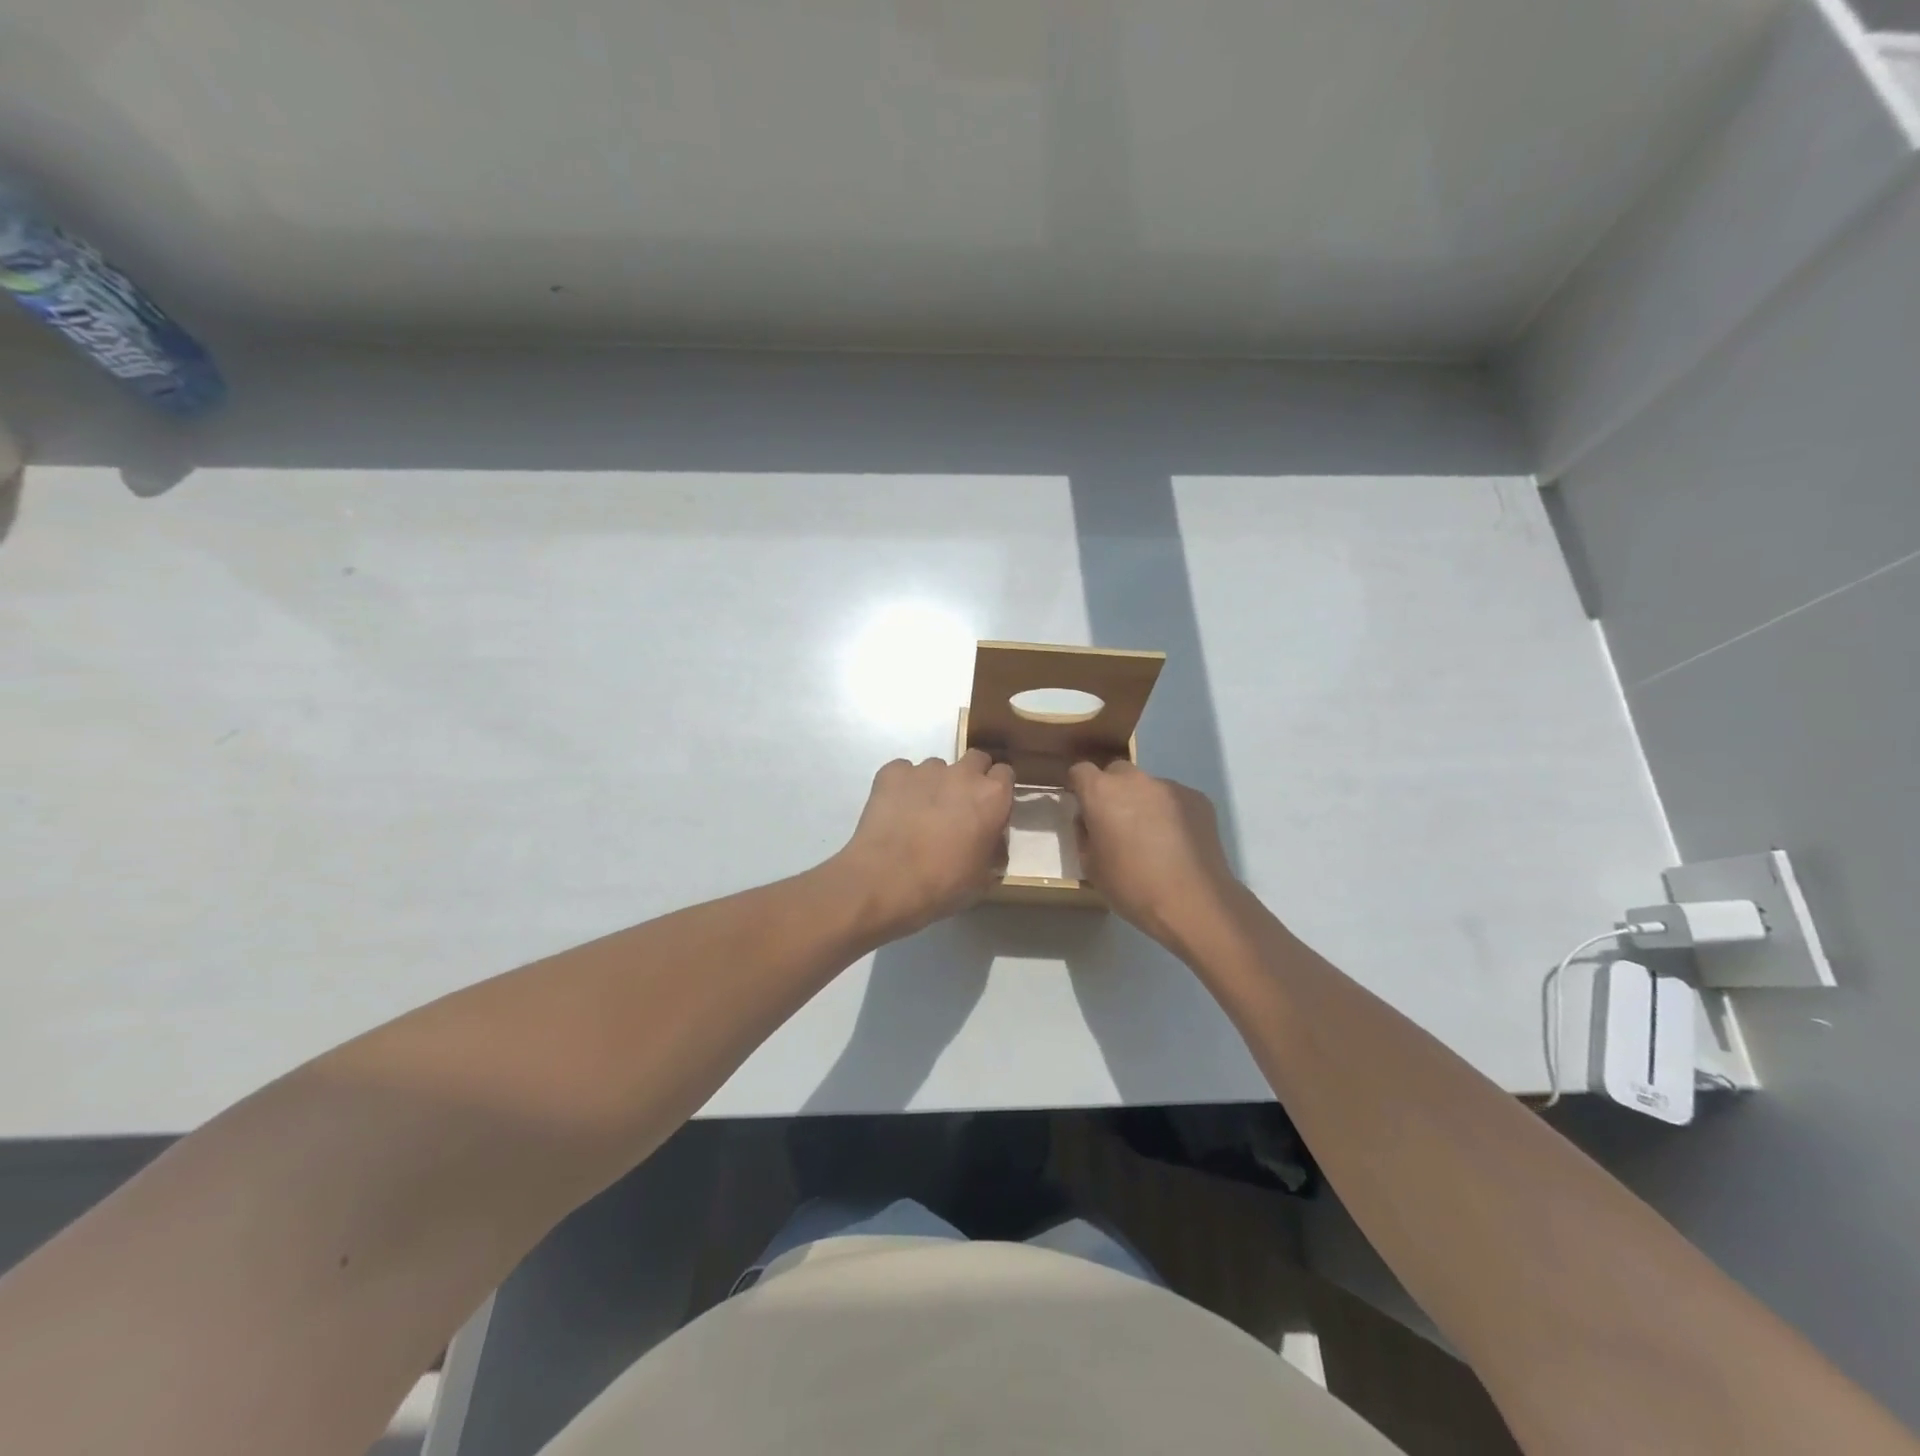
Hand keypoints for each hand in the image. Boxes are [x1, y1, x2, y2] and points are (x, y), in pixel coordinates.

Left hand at [834, 750, 1014, 940]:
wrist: (885, 880)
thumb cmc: (943, 883)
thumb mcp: (984, 876)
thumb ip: (994, 847)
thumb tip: (991, 838)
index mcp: (992, 796)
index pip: (1005, 773)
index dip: (997, 790)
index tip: (989, 808)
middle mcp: (962, 773)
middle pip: (975, 759)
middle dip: (971, 778)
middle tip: (959, 807)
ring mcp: (925, 769)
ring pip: (937, 767)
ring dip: (935, 784)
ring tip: (920, 813)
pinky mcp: (892, 772)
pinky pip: (903, 772)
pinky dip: (903, 786)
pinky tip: (895, 811)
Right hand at [1067, 760, 1238, 948]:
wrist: (1192, 902)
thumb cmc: (1131, 886)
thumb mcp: (1091, 866)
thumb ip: (1084, 834)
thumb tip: (1090, 821)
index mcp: (1102, 792)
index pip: (1081, 771)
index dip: (1079, 786)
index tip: (1083, 806)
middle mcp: (1135, 780)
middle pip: (1117, 772)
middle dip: (1112, 791)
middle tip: (1117, 823)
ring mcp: (1170, 786)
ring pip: (1148, 787)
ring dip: (1144, 802)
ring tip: (1153, 837)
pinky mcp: (1198, 799)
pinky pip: (1175, 799)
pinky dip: (1171, 813)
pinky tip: (1177, 842)